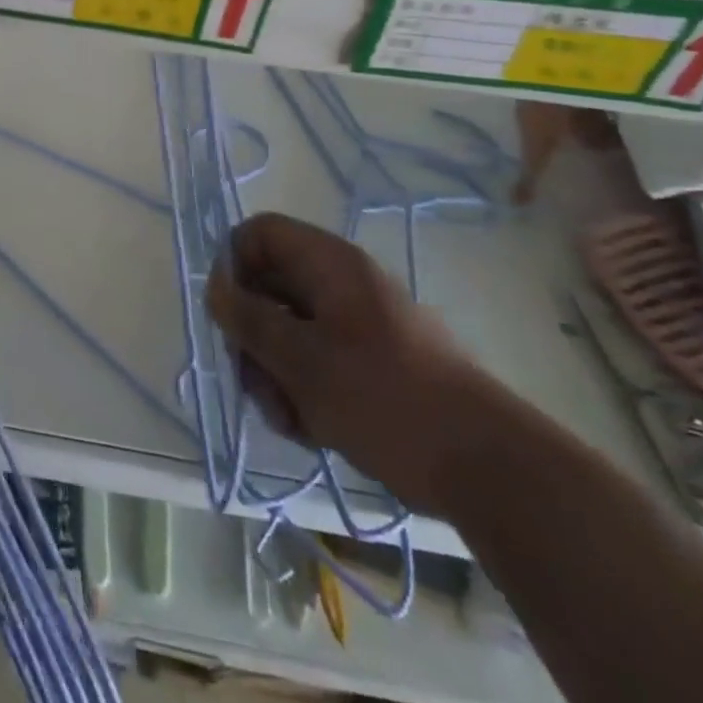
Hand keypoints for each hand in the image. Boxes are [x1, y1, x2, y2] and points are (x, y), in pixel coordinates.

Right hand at [205, 213, 510, 513]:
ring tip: (290, 418)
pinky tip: (313, 430)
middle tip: (255, 382)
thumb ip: (248, 319)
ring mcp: (360, 323)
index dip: (232, 266)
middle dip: (253, 337)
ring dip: (276, 373)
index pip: (258, 234)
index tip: (227, 317)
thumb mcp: (300, 360)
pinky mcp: (374, 362)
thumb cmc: (384, 398)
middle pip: (269, 287)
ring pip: (290, 331)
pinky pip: (319, 361)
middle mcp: (342, 283)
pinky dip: (306, 391)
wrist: (488, 468)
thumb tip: (215, 286)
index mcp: (328, 263)